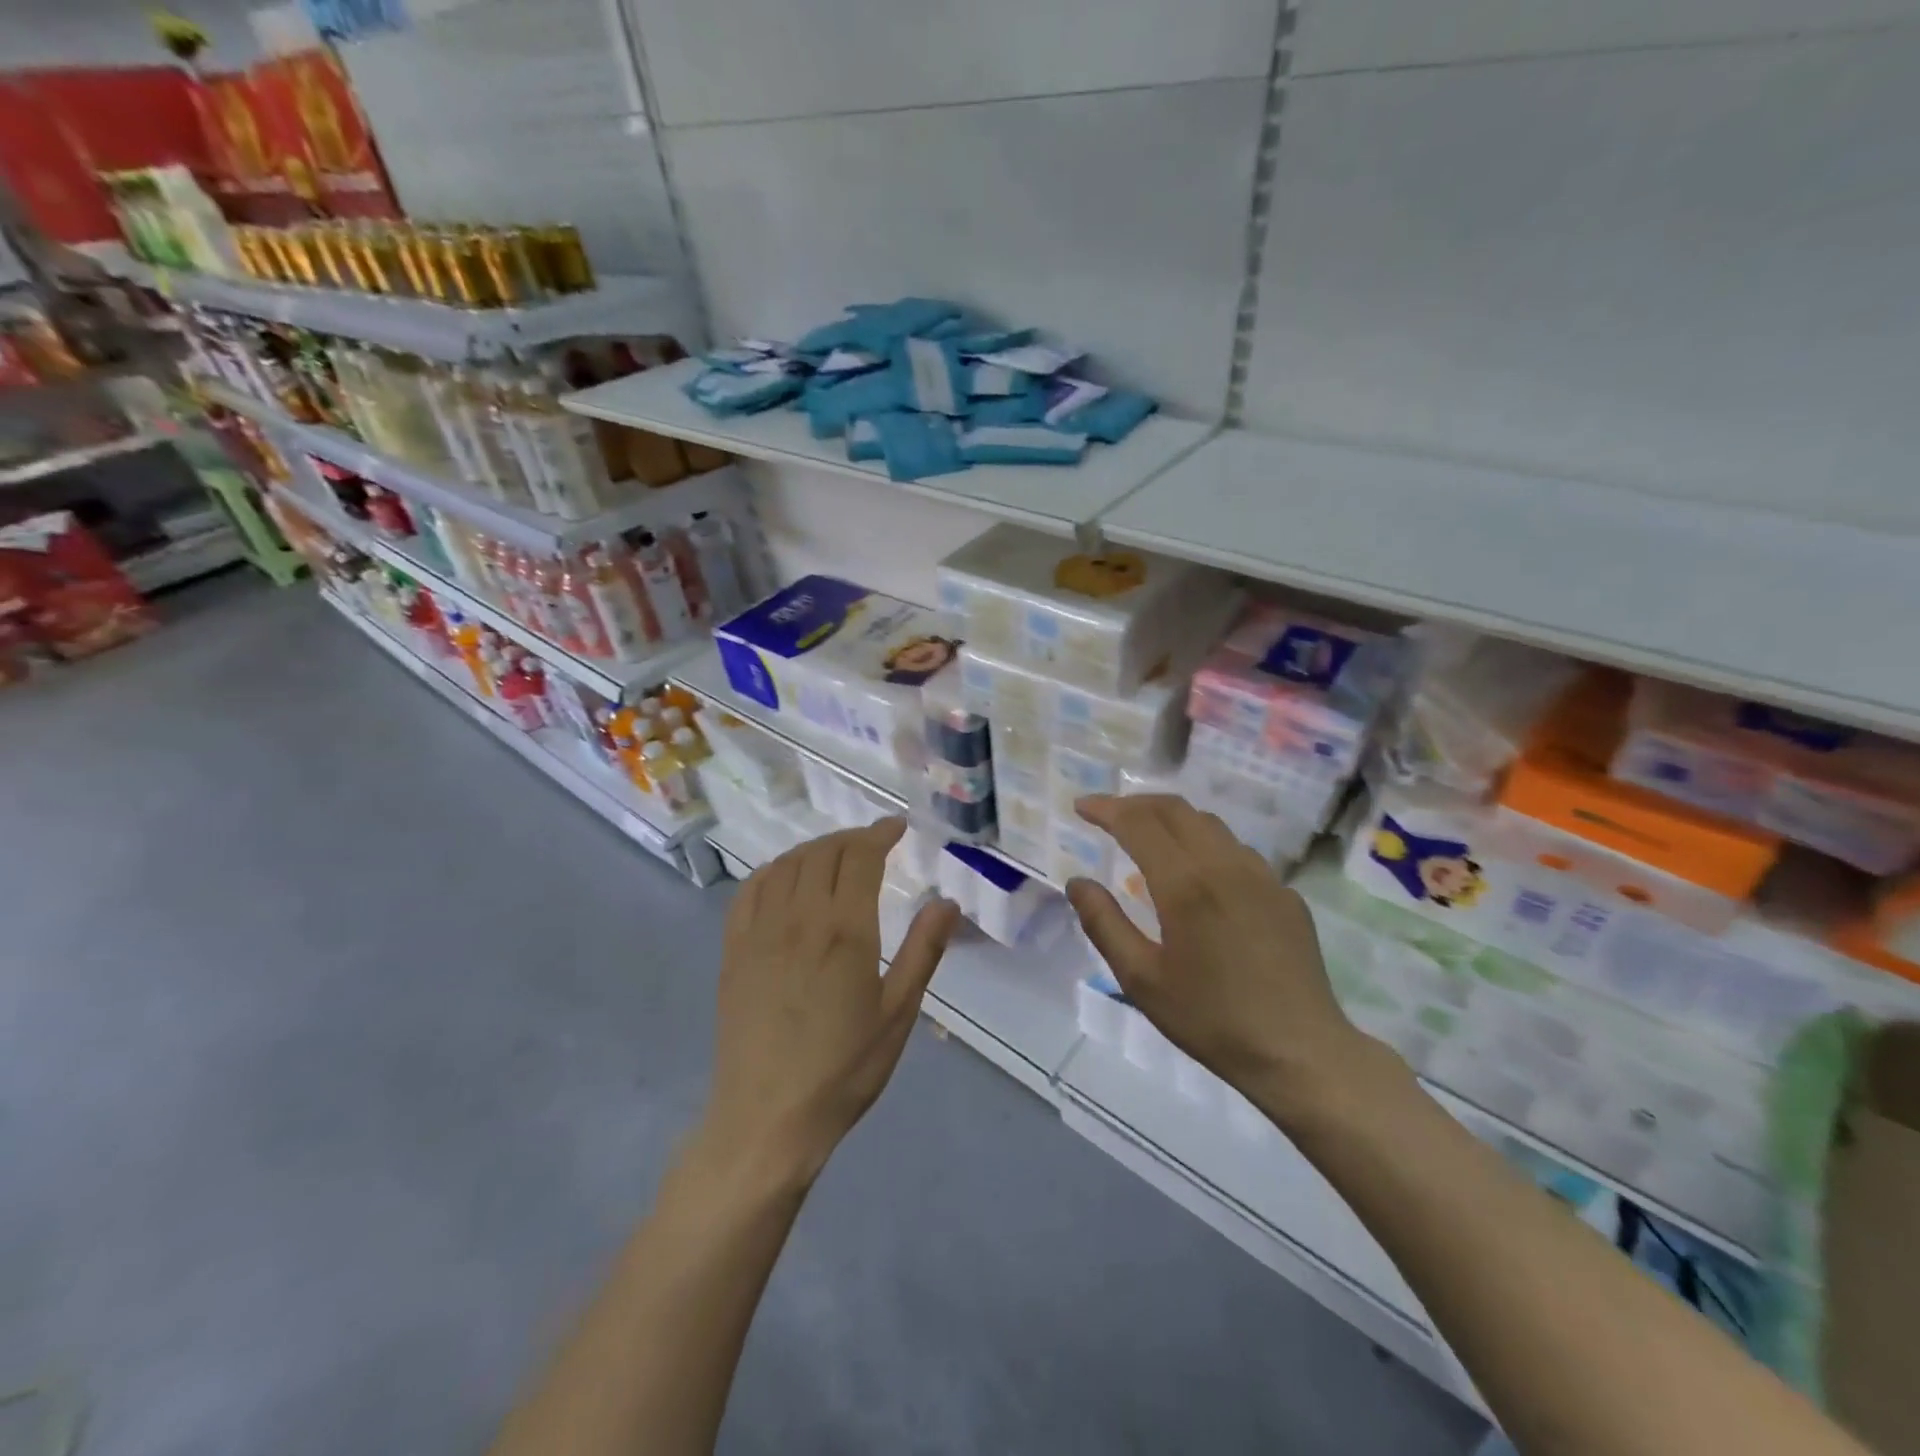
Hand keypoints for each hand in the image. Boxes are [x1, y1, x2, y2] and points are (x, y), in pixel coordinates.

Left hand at [700, 819, 960, 1187]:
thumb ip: (923, 951)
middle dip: (852, 838)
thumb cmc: (843, 1069)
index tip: (897, 828)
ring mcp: (759, 931)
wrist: (768, 1118)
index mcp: (844, 930)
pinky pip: (750, 890)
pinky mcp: (734, 950)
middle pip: (823, 853)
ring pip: (786, 864)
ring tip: (835, 855)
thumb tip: (947, 902)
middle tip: (873, 843)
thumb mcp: (898, 1014)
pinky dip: (773, 870)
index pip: (860, 857)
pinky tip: (785, 877)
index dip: (879, 833)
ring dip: (815, 848)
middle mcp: (799, 917)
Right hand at [1067, 795, 1387, 1124]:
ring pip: (1210, 824)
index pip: (1138, 823)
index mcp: (1185, 883)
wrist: (1299, 1053)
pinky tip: (1200, 876)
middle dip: (1136, 803)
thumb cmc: (1210, 1018)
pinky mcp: (1285, 894)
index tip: (1081, 806)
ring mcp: (1262, 876)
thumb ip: (1103, 923)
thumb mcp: (1140, 978)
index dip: (1106, 808)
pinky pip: (1238, 852)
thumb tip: (1077, 882)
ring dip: (1172, 819)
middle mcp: (1225, 865)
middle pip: (1176, 809)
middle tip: (1109, 815)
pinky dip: (1206, 845)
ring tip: (1149, 838)